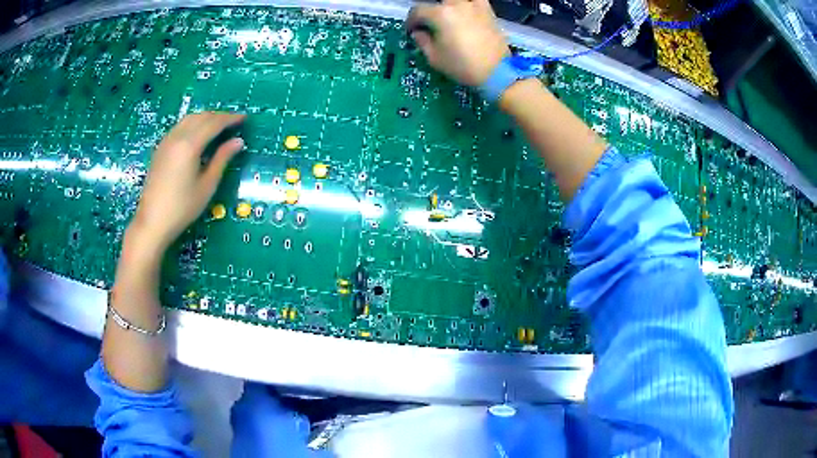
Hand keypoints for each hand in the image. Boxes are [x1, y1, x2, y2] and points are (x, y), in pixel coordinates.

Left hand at [129, 112, 245, 253]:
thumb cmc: (182, 208)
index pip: (214, 123)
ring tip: (217, 127)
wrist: (152, 222)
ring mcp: (166, 141)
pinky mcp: (160, 149)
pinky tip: (198, 135)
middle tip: (233, 123)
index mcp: (190, 145)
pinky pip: (179, 127)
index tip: (244, 118)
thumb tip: (238, 142)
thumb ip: (222, 159)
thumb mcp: (207, 185)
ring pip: (189, 119)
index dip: (230, 119)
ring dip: (205, 118)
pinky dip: (193, 124)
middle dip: (218, 116)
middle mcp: (177, 137)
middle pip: (201, 116)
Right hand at [407, 0, 509, 86]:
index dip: (411, 21)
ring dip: (449, 7)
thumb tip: (418, 32)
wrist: (497, 72)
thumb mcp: (435, 58)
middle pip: (437, 3)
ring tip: (448, 19)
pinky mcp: (488, 12)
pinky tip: (466, 14)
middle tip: (430, 27)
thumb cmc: (462, 66)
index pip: (418, 11)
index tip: (411, 31)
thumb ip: (422, 41)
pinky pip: (475, 1)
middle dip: (430, 13)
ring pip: (456, 1)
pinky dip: (468, 5)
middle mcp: (457, 4)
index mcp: (440, 14)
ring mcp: (475, 6)